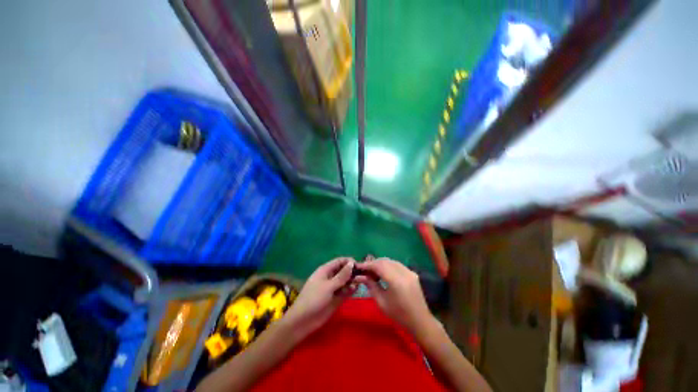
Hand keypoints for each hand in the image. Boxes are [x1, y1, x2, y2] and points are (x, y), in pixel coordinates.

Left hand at [284, 257, 356, 337]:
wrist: (305, 319)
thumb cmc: (313, 299)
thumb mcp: (328, 286)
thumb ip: (341, 276)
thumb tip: (352, 263)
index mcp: (324, 271)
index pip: (339, 261)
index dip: (350, 262)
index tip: (361, 266)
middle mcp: (330, 278)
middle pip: (344, 271)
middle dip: (353, 272)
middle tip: (365, 275)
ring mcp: (333, 289)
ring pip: (346, 282)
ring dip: (353, 281)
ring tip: (361, 282)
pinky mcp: (337, 299)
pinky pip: (346, 292)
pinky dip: (351, 290)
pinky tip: (355, 290)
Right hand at [355, 258, 433, 334]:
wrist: (418, 319)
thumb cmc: (398, 314)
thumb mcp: (381, 302)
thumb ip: (371, 286)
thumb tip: (360, 277)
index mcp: (396, 280)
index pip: (379, 265)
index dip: (367, 265)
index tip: (357, 267)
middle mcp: (404, 272)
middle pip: (386, 261)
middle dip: (373, 263)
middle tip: (363, 270)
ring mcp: (410, 272)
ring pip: (393, 262)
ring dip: (381, 264)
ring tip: (371, 272)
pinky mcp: (413, 275)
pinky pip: (399, 266)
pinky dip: (389, 266)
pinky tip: (383, 274)